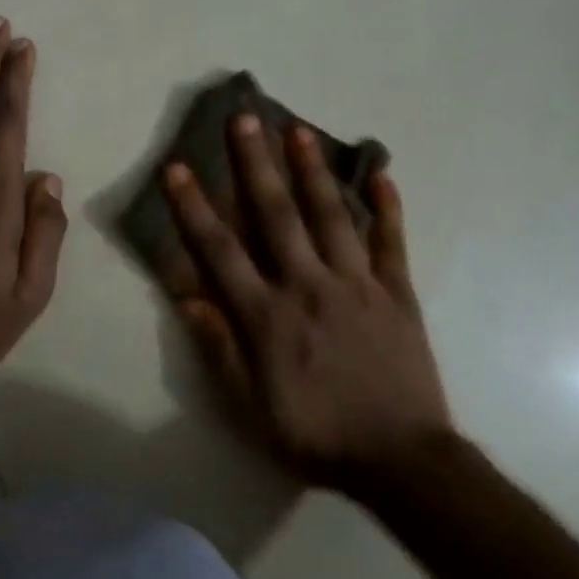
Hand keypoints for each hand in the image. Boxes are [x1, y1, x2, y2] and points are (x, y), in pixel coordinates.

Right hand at [163, 113, 451, 488]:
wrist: (401, 460)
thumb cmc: (316, 434)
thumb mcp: (250, 406)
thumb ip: (218, 347)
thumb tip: (187, 295)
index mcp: (267, 314)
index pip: (220, 250)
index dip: (194, 207)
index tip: (177, 168)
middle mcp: (308, 285)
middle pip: (276, 215)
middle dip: (255, 163)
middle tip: (244, 118)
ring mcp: (356, 284)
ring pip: (331, 215)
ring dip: (312, 170)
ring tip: (299, 129)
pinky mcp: (396, 292)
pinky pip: (391, 243)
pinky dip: (388, 208)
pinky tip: (382, 173)